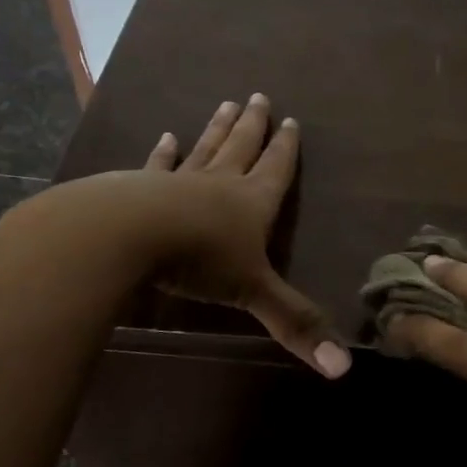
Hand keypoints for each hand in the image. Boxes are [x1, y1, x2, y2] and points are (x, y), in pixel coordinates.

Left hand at [2, 94, 349, 377]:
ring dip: (217, 128)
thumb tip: (344, 370)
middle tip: (259, 96)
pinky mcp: (138, 188)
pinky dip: (163, 153)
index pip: (276, 170)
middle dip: (253, 126)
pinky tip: (164, 137)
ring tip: (226, 104)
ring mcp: (177, 182)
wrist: (122, 236)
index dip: (285, 149)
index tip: (291, 121)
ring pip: (205, 149)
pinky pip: (158, 166)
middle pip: (242, 148)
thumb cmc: (197, 259)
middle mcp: (219, 184)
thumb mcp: (253, 293)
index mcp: (252, 202)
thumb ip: (295, 324)